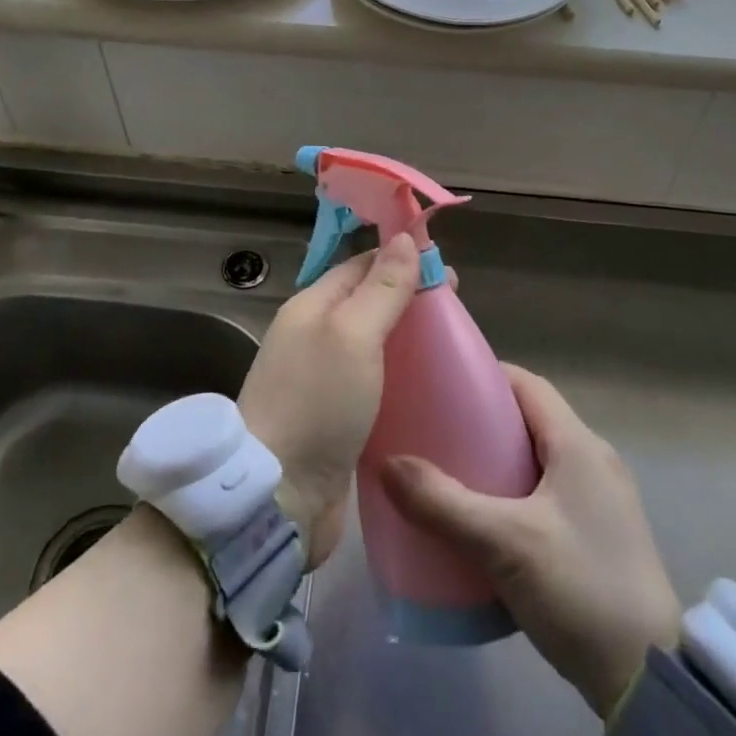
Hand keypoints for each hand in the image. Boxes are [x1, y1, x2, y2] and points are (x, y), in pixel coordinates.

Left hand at [238, 234, 420, 565]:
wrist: (278, 497)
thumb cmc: (317, 403)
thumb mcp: (353, 334)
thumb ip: (382, 287)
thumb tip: (404, 238)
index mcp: (311, 306)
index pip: (361, 266)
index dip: (401, 260)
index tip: (446, 270)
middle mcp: (314, 336)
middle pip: (368, 303)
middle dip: (409, 301)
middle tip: (456, 313)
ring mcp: (322, 380)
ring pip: (373, 345)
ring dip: (407, 342)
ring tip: (451, 350)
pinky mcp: (335, 419)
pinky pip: (374, 384)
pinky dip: (400, 380)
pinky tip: (429, 391)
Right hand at [381, 364, 680, 717]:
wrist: (651, 683)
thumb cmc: (580, 588)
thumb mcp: (504, 543)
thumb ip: (443, 503)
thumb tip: (386, 465)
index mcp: (579, 444)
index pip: (527, 384)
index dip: (485, 375)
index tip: (441, 383)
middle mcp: (594, 460)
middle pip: (530, 419)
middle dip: (483, 419)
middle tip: (436, 430)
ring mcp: (601, 500)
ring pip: (538, 458)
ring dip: (497, 458)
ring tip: (451, 472)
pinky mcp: (600, 534)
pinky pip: (547, 491)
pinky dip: (514, 491)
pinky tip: (485, 518)